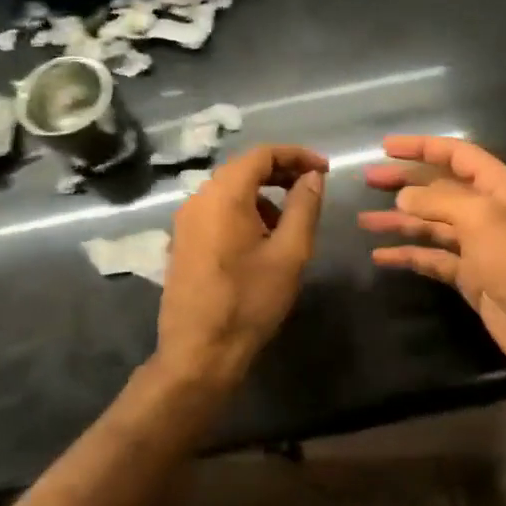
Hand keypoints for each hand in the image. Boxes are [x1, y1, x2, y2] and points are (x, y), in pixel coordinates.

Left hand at [153, 144, 328, 390]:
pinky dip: (243, 211)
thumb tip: (312, 177)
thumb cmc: (250, 301)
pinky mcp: (182, 242)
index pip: (262, 154)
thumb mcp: (289, 253)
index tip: (324, 170)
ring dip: (262, 194)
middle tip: (312, 189)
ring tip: (289, 221)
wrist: (199, 352)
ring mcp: (185, 221)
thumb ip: (304, 207)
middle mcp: (198, 199)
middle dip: (280, 173)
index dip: (297, 156)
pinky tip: (261, 240)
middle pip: (243, 169)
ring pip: (229, 190)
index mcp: (224, 195)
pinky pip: (216, 210)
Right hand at [359, 136, 505, 386]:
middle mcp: (487, 211)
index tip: (385, 146)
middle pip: (439, 188)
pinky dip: (408, 255)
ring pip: (431, 224)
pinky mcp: (469, 276)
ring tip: (363, 220)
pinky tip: (380, 255)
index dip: (422, 147)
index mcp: (498, 187)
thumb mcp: (481, 219)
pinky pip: (432, 258)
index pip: (457, 155)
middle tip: (367, 179)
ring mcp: (477, 245)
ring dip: (399, 220)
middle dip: (404, 182)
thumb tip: (404, 197)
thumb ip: (438, 202)